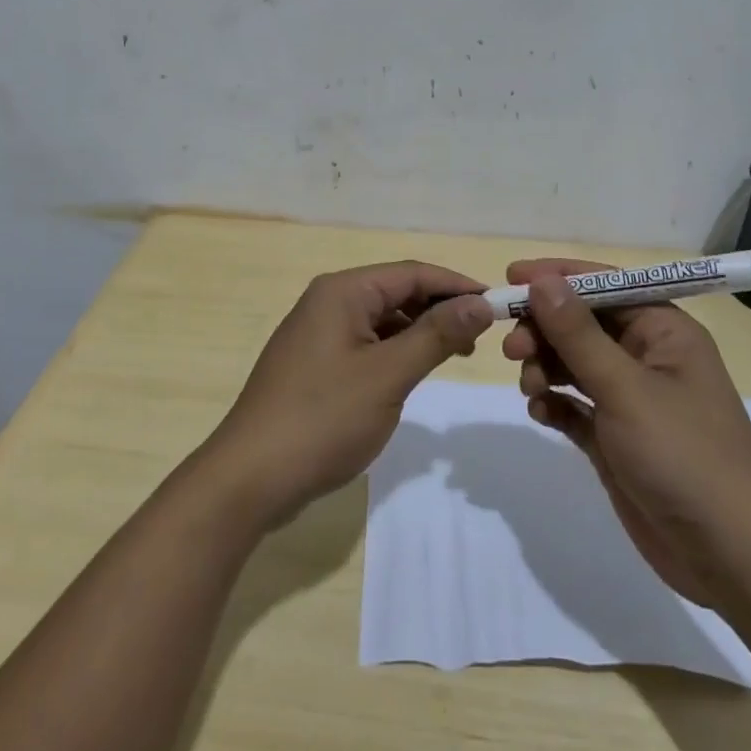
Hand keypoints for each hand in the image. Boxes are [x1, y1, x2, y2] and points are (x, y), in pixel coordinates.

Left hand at [206, 262, 492, 526]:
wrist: (251, 477)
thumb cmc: (323, 418)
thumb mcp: (388, 375)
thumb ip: (436, 335)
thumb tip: (481, 302)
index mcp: (343, 292)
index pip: (412, 273)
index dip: (457, 285)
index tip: (499, 305)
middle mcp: (328, 302)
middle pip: (396, 292)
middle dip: (440, 309)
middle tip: (483, 336)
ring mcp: (318, 334)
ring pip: (382, 320)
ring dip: (420, 332)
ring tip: (457, 354)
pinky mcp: (315, 364)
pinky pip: (366, 344)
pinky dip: (395, 352)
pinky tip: (414, 372)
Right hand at [501, 259, 750, 606]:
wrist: (729, 556)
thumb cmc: (683, 455)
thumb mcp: (625, 388)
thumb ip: (577, 334)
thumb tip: (542, 280)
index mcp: (664, 332)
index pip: (605, 285)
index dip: (558, 277)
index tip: (510, 277)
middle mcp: (647, 357)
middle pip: (582, 324)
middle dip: (544, 330)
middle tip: (511, 349)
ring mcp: (630, 399)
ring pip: (572, 363)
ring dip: (545, 367)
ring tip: (530, 387)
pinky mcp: (615, 437)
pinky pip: (573, 404)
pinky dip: (553, 403)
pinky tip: (540, 412)